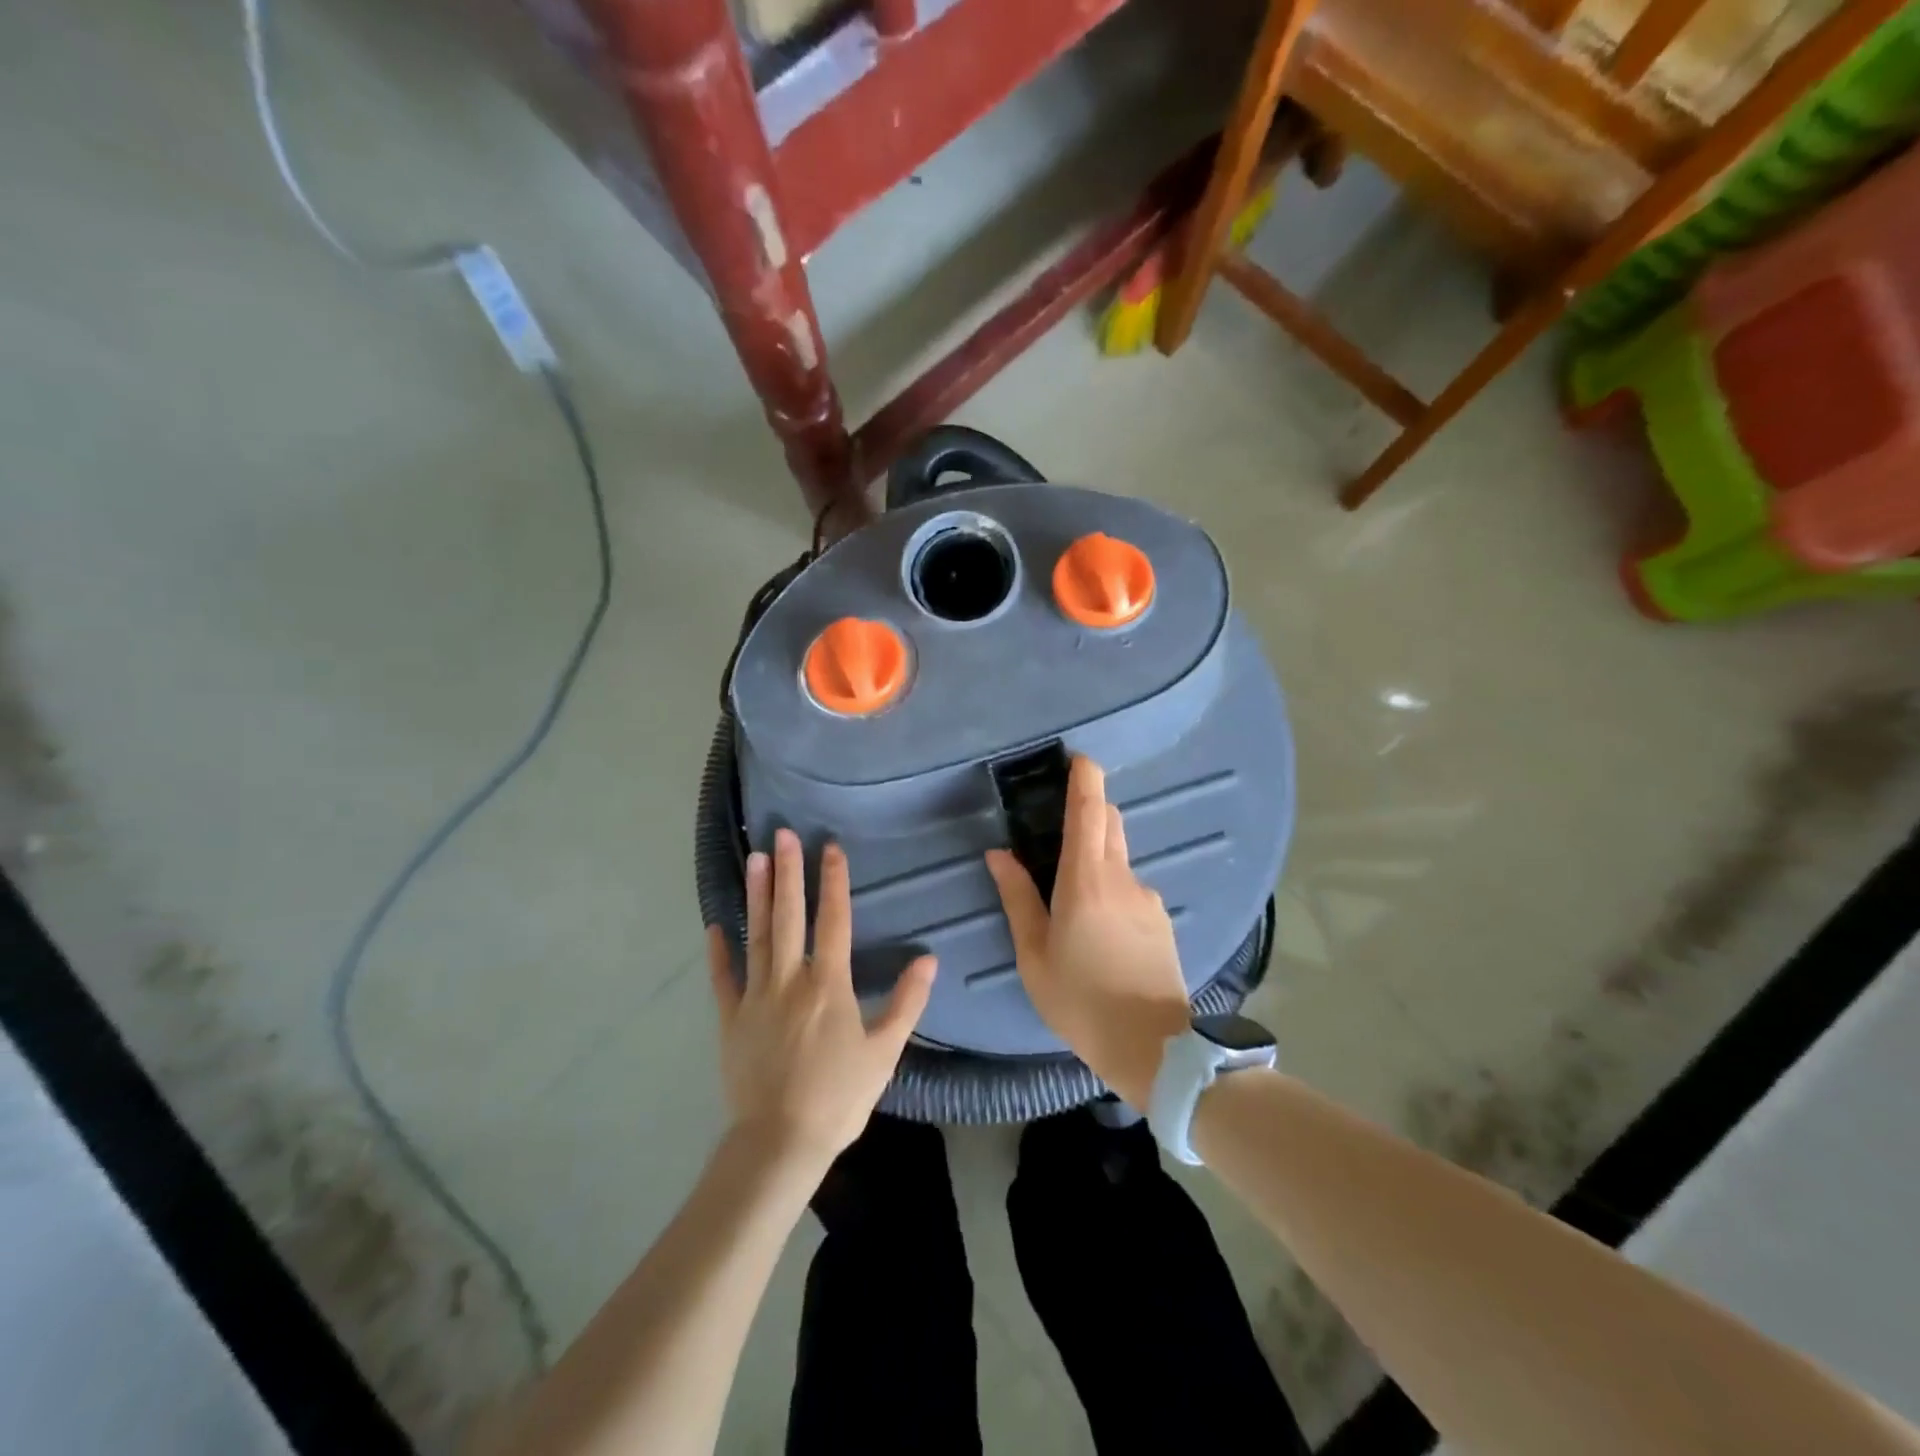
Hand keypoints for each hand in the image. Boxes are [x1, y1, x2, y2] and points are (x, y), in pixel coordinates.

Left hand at [705, 829, 935, 1179]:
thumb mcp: (885, 1051)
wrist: (780, 1142)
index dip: (832, 881)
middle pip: (789, 916)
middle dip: (787, 872)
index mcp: (828, 984)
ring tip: (754, 859)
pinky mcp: (731, 1019)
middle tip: (782, 834)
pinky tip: (714, 925)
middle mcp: (790, 980)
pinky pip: (723, 979)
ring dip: (756, 896)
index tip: (829, 848)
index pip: (833, 920)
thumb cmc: (839, 1097)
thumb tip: (929, 958)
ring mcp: (755, 997)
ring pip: (757, 936)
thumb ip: (908, 1001)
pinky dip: (718, 952)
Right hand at [985, 756, 1190, 1108]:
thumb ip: (1017, 897)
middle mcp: (1121, 877)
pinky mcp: (1161, 919)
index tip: (1078, 758)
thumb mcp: (1034, 953)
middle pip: (1109, 823)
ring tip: (1073, 898)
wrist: (1151, 1046)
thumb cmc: (1080, 999)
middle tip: (1059, 824)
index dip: (1085, 778)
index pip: (1089, 811)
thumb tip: (999, 854)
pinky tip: (1100, 930)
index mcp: (1086, 880)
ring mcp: (1147, 897)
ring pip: (1119, 858)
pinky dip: (1112, 888)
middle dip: (1089, 810)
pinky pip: (1131, 888)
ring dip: (1098, 856)